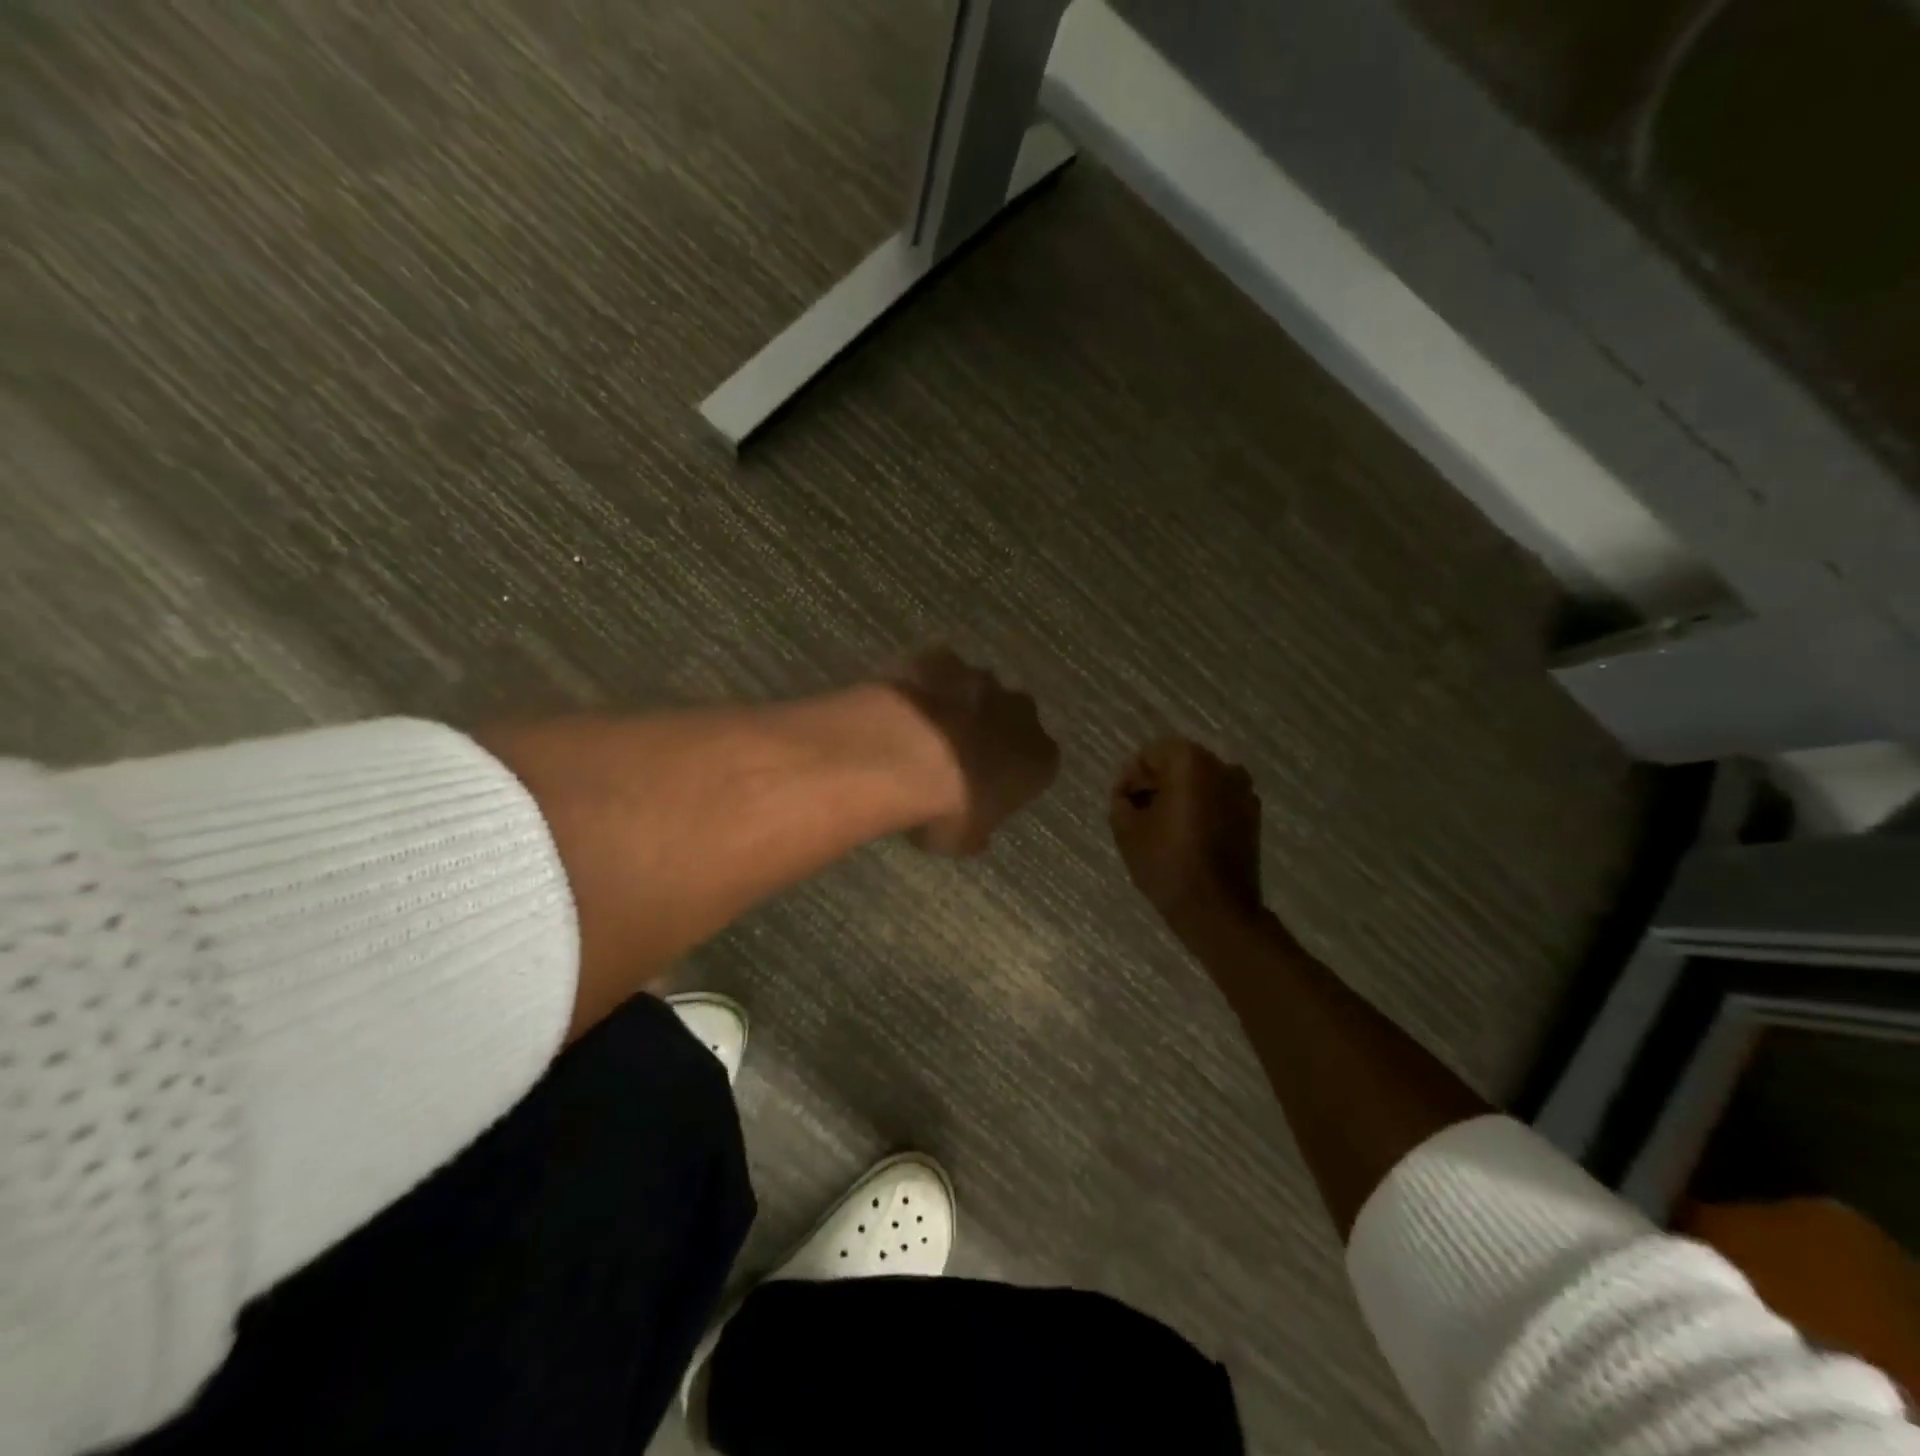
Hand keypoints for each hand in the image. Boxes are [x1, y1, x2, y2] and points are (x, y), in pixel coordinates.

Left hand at [890, 648, 1059, 856]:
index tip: (990, 786)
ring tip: (923, 730)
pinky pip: (938, 670)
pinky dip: (926, 683)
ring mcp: (981, 679)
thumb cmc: (944, 809)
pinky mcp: (940, 658)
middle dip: (993, 731)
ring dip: (959, 705)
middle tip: (959, 755)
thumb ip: (976, 832)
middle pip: (1014, 718)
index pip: (1040, 763)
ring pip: (977, 690)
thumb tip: (977, 836)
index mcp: (1040, 758)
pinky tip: (903, 705)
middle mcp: (1021, 713)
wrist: (901, 755)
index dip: (1015, 773)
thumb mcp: (962, 840)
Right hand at [1109, 737, 1264, 927]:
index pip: (1149, 756)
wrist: (1217, 910)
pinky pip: (1217, 801)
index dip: (1130, 779)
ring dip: (1177, 797)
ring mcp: (1243, 791)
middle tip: (1136, 815)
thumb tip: (1128, 792)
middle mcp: (1222, 766)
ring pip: (1199, 783)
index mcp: (1190, 762)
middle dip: (1155, 785)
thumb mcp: (1127, 829)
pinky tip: (1184, 837)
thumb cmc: (1167, 863)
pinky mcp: (1252, 816)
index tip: (1122, 805)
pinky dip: (1199, 810)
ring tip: (1160, 828)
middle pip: (1177, 765)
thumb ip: (1121, 799)